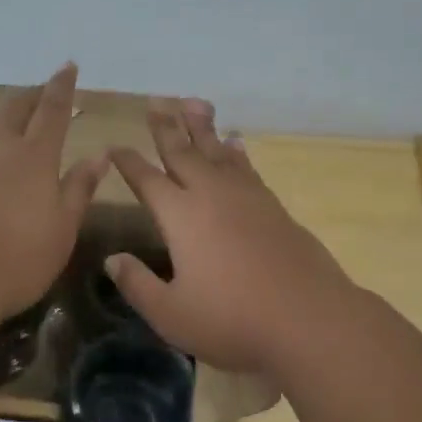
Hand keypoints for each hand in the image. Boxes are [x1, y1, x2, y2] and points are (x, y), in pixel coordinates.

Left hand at [0, 63, 107, 323]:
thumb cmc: (18, 259)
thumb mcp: (63, 229)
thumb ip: (79, 188)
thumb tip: (99, 154)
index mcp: (34, 157)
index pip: (52, 111)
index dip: (61, 87)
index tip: (67, 66)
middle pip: (13, 107)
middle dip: (30, 93)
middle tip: (40, 90)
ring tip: (5, 107)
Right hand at [104, 99, 357, 371]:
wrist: (308, 318)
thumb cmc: (232, 319)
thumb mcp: (171, 314)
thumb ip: (137, 284)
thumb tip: (112, 259)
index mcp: (180, 216)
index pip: (147, 179)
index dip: (129, 161)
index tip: (115, 145)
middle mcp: (211, 195)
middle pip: (183, 152)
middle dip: (166, 127)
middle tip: (155, 101)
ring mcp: (247, 197)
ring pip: (218, 151)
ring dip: (202, 127)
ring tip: (193, 103)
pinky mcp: (273, 206)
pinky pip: (247, 167)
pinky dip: (236, 151)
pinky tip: (234, 143)